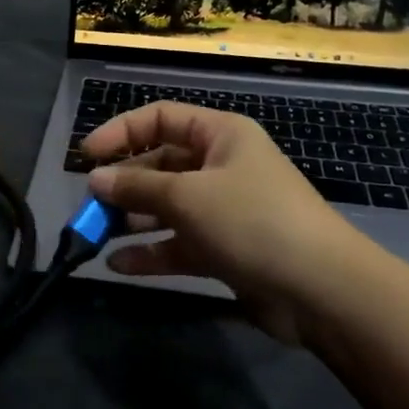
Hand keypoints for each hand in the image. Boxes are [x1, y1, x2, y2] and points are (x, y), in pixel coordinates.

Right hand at [82, 103, 374, 343]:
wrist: (321, 290)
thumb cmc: (252, 221)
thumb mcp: (188, 196)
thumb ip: (137, 186)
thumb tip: (95, 179)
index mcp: (220, 135)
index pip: (160, 118)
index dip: (121, 132)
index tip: (87, 156)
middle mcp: (221, 166)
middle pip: (161, 165)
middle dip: (124, 184)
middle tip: (90, 205)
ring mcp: (224, 210)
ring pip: (167, 207)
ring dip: (133, 220)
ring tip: (96, 236)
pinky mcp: (225, 249)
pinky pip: (179, 243)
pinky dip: (151, 252)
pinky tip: (118, 265)